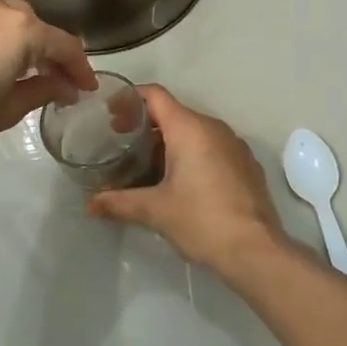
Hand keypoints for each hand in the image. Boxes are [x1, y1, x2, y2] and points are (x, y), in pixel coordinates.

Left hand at [0, 0, 96, 164]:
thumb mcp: (9, 110)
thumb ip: (43, 91)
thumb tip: (66, 87)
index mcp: (21, 30)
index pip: (64, 45)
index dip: (80, 69)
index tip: (87, 90)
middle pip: (38, 28)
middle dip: (53, 54)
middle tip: (59, 84)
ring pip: (11, 21)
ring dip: (25, 44)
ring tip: (27, 74)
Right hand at [87, 86, 287, 273]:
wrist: (256, 250)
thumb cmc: (201, 220)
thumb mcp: (154, 210)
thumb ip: (118, 202)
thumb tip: (90, 203)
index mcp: (189, 128)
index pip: (155, 95)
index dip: (131, 99)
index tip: (111, 115)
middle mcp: (214, 127)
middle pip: (173, 113)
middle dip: (146, 125)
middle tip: (122, 144)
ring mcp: (234, 145)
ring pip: (194, 131)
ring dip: (169, 142)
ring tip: (147, 165)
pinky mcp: (246, 164)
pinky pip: (212, 147)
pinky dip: (193, 155)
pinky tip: (181, 182)